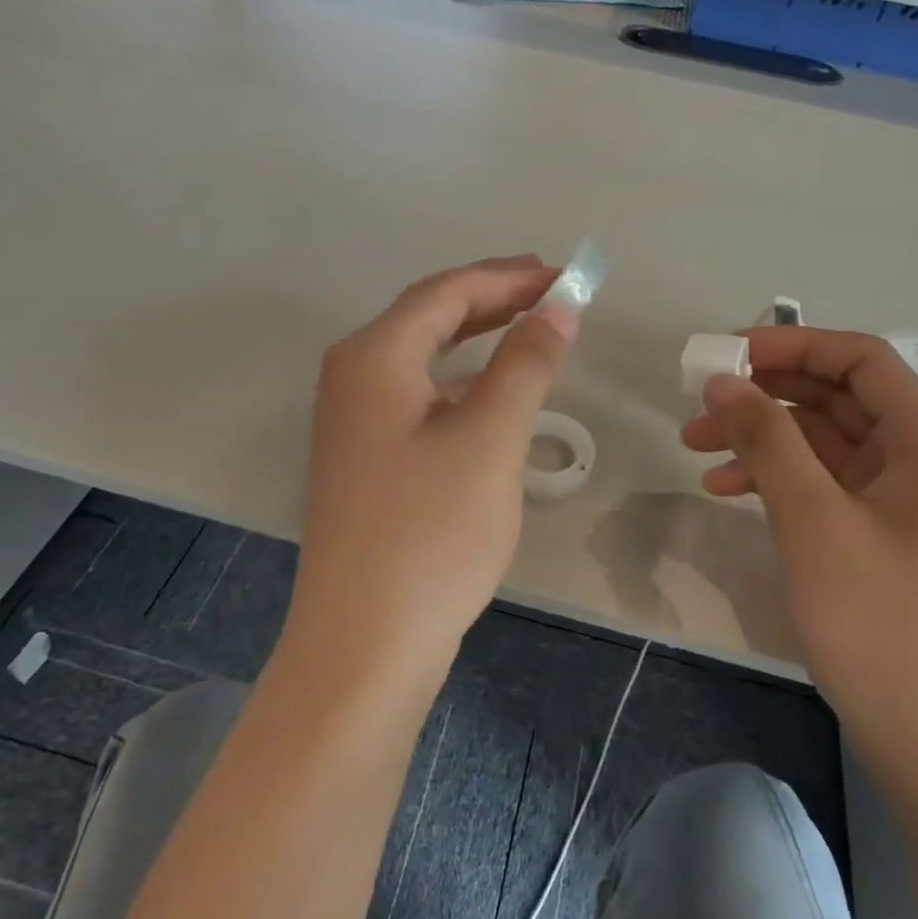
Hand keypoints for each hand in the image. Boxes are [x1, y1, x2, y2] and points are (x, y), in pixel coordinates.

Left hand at [288, 256, 577, 679]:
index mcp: (375, 356)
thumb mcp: (490, 438)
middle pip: (430, 316)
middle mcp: (354, 376)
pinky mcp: (367, 456)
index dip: (507, 277)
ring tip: (531, 327)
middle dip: (493, 298)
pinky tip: (492, 390)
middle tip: (552, 292)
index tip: (563, 274)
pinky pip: (420, 393)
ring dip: (478, 337)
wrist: (365, 643)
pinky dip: (462, 379)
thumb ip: (525, 364)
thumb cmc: (430, 532)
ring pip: (425, 355)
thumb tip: (557, 309)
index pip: (447, 292)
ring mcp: (355, 419)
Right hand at [680, 329, 917, 784]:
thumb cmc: (886, 630)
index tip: (726, 355)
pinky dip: (780, 479)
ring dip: (764, 438)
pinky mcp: (887, 540)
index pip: (861, 360)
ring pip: (827, 443)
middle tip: (700, 404)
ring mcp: (909, 504)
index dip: (793, 345)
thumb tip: (724, 381)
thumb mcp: (815, 523)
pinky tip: (730, 490)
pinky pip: (828, 485)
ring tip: (697, 449)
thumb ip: (768, 440)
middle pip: (841, 398)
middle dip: (767, 395)